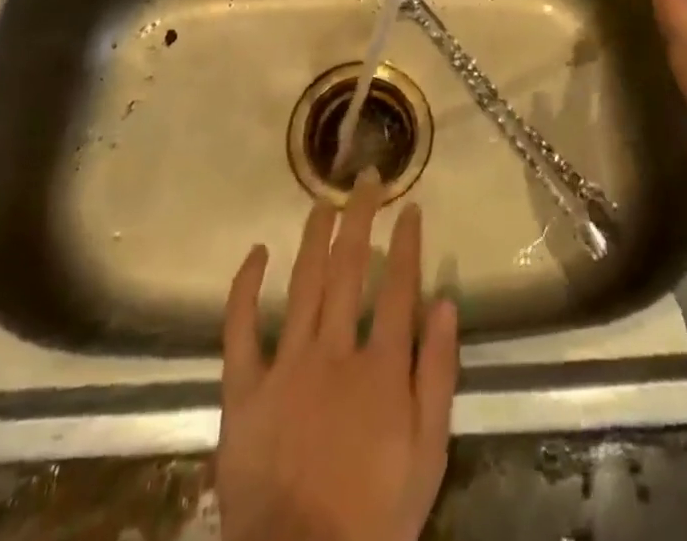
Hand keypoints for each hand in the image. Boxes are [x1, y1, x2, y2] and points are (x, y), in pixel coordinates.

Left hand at [218, 172, 459, 540]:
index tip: (408, 205)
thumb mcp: (428, 454)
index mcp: (381, 368)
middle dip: (359, 218)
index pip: (398, 286)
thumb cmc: (375, 513)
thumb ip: (438, 375)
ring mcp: (287, 366)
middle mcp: (335, 352)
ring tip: (323, 201)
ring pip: (303, 283)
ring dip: (314, 236)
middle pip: (349, 268)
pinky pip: (241, 329)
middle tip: (365, 179)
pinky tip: (256, 252)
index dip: (405, 242)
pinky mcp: (244, 390)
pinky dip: (246, 287)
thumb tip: (446, 302)